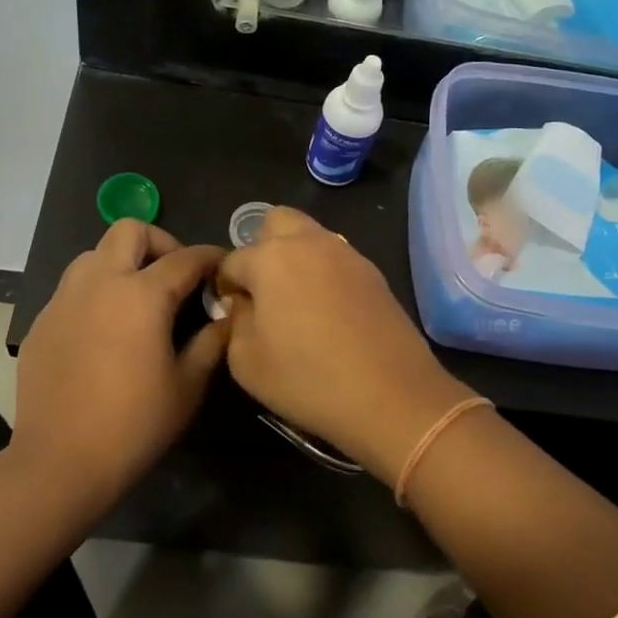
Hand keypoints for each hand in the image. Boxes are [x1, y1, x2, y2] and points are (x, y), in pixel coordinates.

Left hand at [13, 220, 227, 499]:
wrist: (61, 461)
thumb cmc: (135, 424)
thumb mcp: (188, 385)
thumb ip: (211, 342)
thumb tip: (226, 317)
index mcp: (141, 295)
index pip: (186, 258)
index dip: (211, 257)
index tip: (223, 267)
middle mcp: (99, 282)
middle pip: (130, 230)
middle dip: (160, 243)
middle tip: (175, 276)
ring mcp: (63, 299)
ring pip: (94, 254)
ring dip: (122, 263)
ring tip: (137, 299)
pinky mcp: (42, 321)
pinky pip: (72, 288)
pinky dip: (96, 292)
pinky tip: (104, 331)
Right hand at [218, 208, 474, 486]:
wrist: (391, 395)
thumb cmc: (307, 379)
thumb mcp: (246, 361)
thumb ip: (235, 322)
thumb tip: (243, 304)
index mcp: (271, 258)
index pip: (232, 260)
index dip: (225, 286)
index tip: (231, 313)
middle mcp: (309, 243)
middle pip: (276, 221)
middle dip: (261, 247)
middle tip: (263, 290)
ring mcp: (347, 254)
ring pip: (311, 236)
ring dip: (296, 257)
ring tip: (297, 304)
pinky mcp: (374, 273)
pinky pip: (337, 259)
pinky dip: (325, 274)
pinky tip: (329, 314)